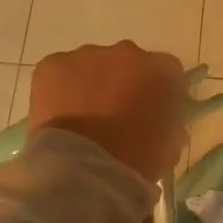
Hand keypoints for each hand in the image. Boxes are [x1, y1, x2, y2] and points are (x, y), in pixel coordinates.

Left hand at [29, 41, 187, 183]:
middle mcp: (125, 52)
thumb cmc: (136, 160)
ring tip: (83, 119)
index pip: (167, 71)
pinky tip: (60, 115)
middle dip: (123, 83)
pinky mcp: (52, 65)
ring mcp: (86, 55)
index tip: (152, 112)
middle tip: (115, 116)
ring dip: (91, 84)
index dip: (159, 91)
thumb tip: (160, 117)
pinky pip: (60, 72)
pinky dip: (60, 89)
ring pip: (91, 65)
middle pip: (127, 62)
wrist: (84, 171)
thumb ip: (169, 120)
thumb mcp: (170, 144)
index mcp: (160, 70)